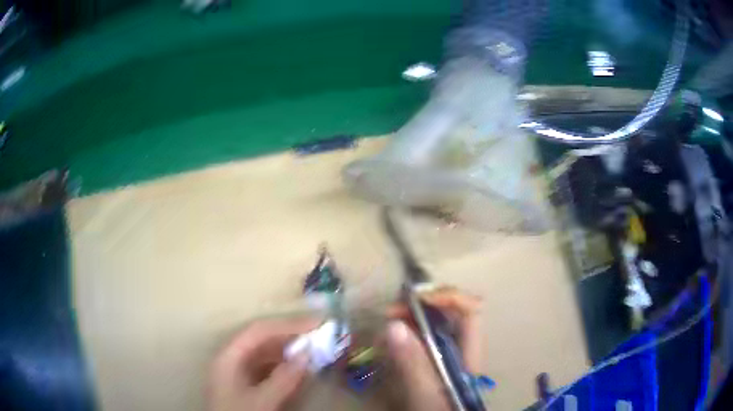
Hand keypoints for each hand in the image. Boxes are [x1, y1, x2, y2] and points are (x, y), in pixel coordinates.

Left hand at [207, 317, 319, 410]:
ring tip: (313, 353)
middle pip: (262, 340)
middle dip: (290, 337)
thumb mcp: (262, 401)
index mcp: (228, 355)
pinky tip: (298, 371)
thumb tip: (308, 353)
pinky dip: (284, 367)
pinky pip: (266, 368)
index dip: (288, 325)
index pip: (259, 330)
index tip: (316, 324)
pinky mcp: (244, 384)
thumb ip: (284, 378)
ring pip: (265, 354)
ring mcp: (237, 372)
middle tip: (319, 337)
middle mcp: (231, 358)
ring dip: (289, 352)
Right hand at [385, 286, 481, 410]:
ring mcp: (446, 353)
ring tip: (387, 324)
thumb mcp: (425, 391)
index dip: (448, 296)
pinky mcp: (433, 360)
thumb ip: (413, 363)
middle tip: (391, 311)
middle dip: (421, 305)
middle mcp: (460, 346)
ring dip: (410, 317)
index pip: (470, 310)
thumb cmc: (437, 410)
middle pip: (450, 311)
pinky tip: (389, 342)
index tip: (416, 299)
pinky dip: (406, 333)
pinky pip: (422, 337)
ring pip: (434, 323)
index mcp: (469, 351)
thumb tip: (394, 325)